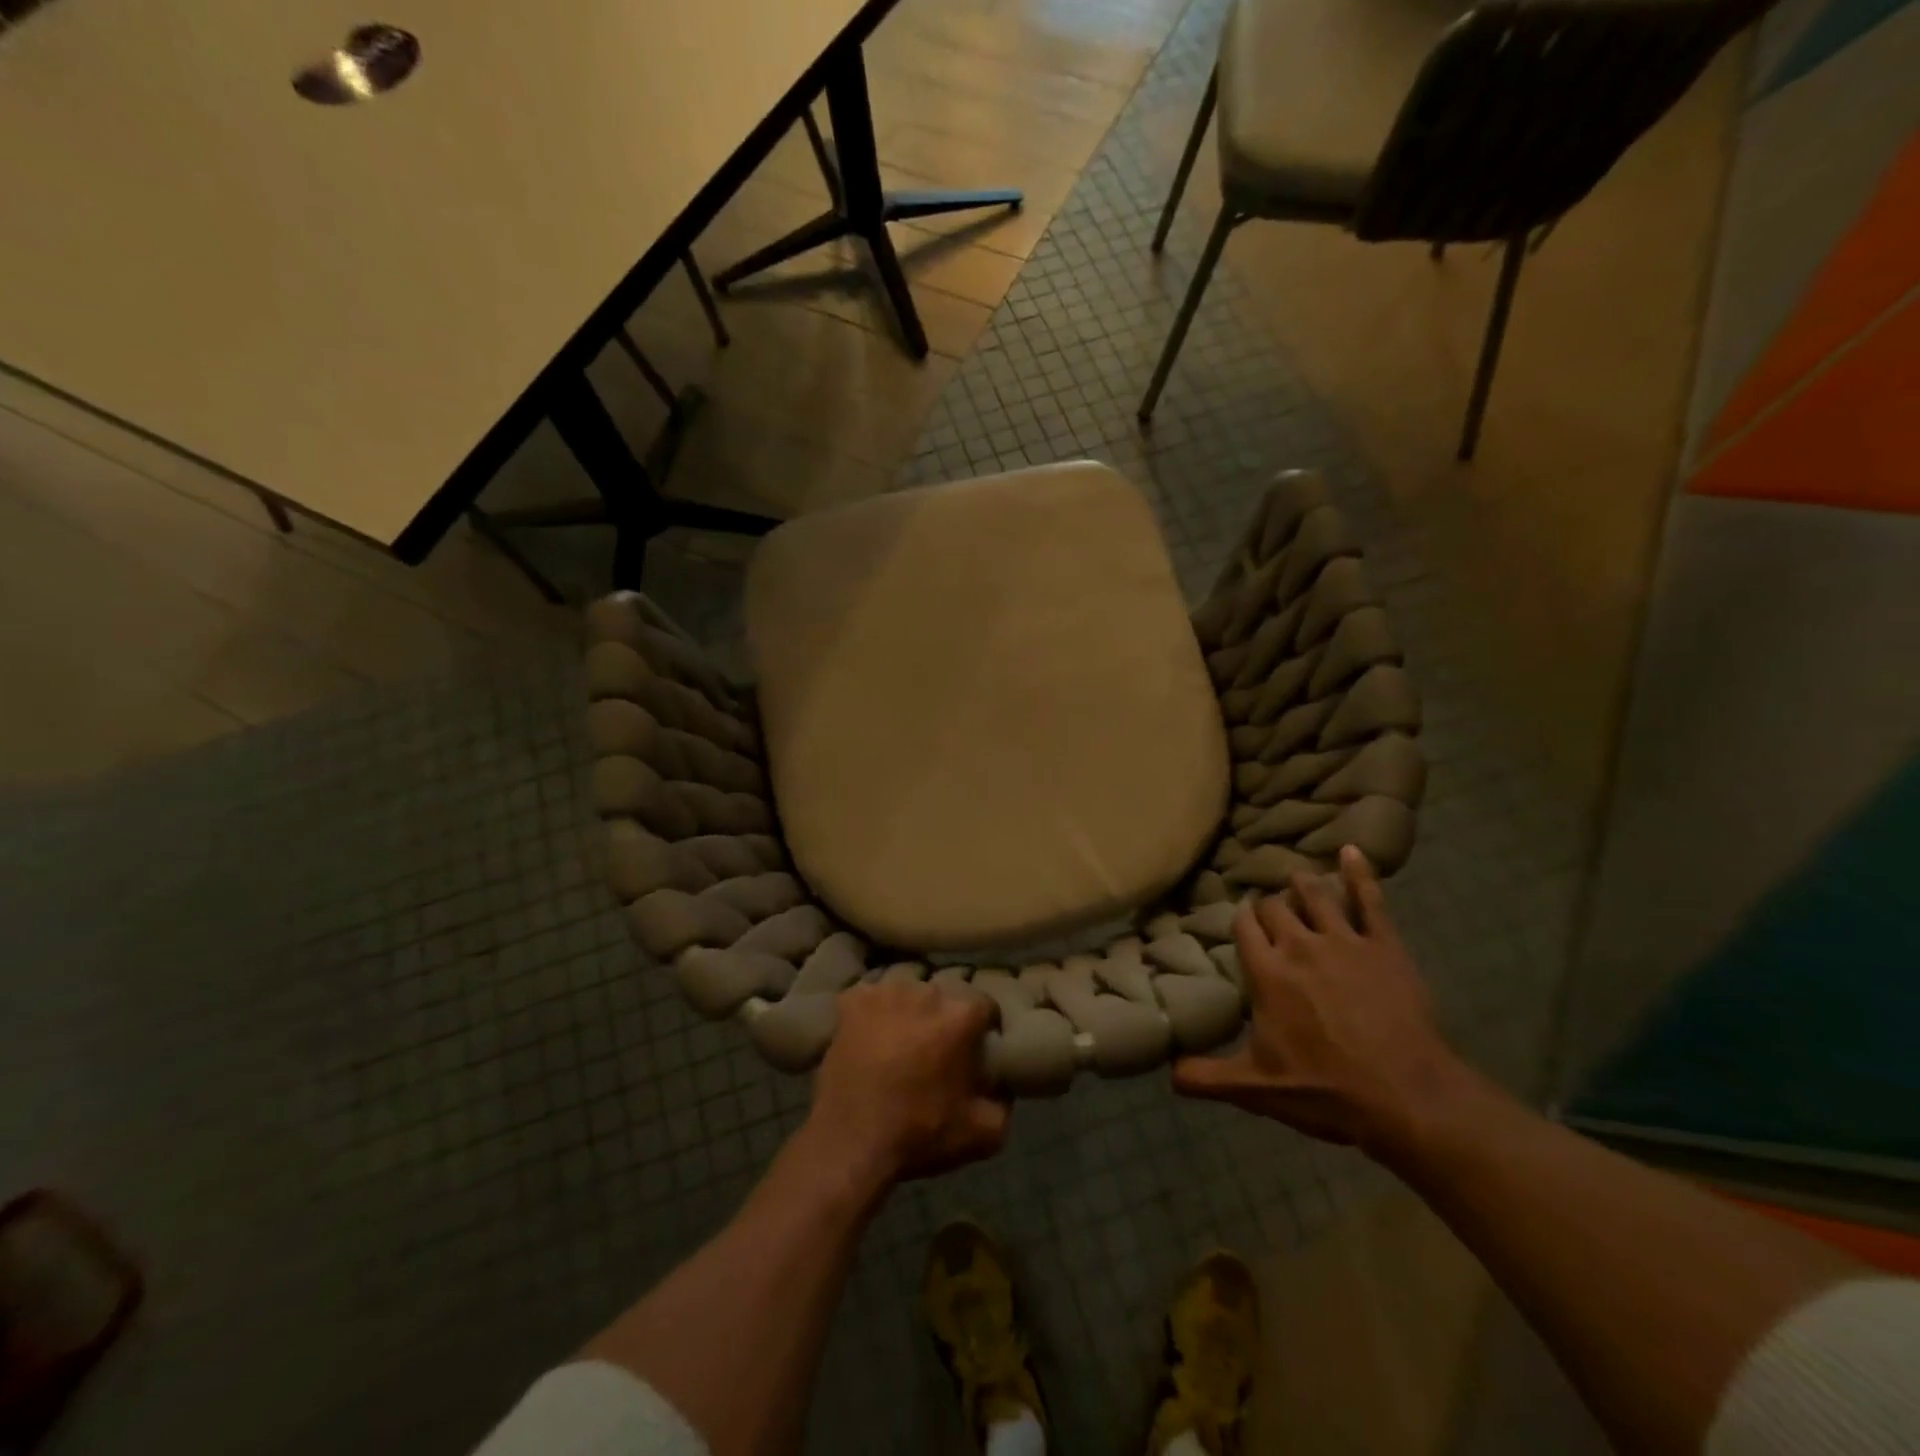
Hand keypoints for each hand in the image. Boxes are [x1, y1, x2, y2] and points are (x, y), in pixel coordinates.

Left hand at [805, 981, 1009, 1186]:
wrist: (851, 1143)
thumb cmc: (920, 1134)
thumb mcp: (984, 1133)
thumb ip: (1005, 1102)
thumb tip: (1002, 1084)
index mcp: (961, 1015)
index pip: (985, 1006)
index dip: (983, 1028)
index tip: (976, 1050)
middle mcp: (926, 992)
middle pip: (945, 995)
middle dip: (945, 1017)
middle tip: (937, 1048)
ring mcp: (886, 992)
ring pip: (908, 991)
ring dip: (910, 1010)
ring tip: (902, 1040)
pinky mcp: (852, 1000)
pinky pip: (871, 996)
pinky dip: (873, 1011)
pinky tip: (871, 1033)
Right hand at [1172, 846, 1474, 1160]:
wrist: (1409, 1098)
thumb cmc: (1327, 1091)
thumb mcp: (1257, 1090)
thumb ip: (1207, 1077)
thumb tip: (1167, 1073)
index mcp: (1268, 973)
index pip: (1244, 928)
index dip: (1240, 921)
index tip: (1239, 922)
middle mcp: (1300, 946)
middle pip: (1275, 908)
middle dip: (1267, 906)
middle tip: (1266, 911)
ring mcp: (1345, 942)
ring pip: (1316, 896)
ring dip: (1302, 885)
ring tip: (1295, 878)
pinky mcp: (1385, 946)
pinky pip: (1371, 901)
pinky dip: (1360, 874)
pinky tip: (1353, 851)